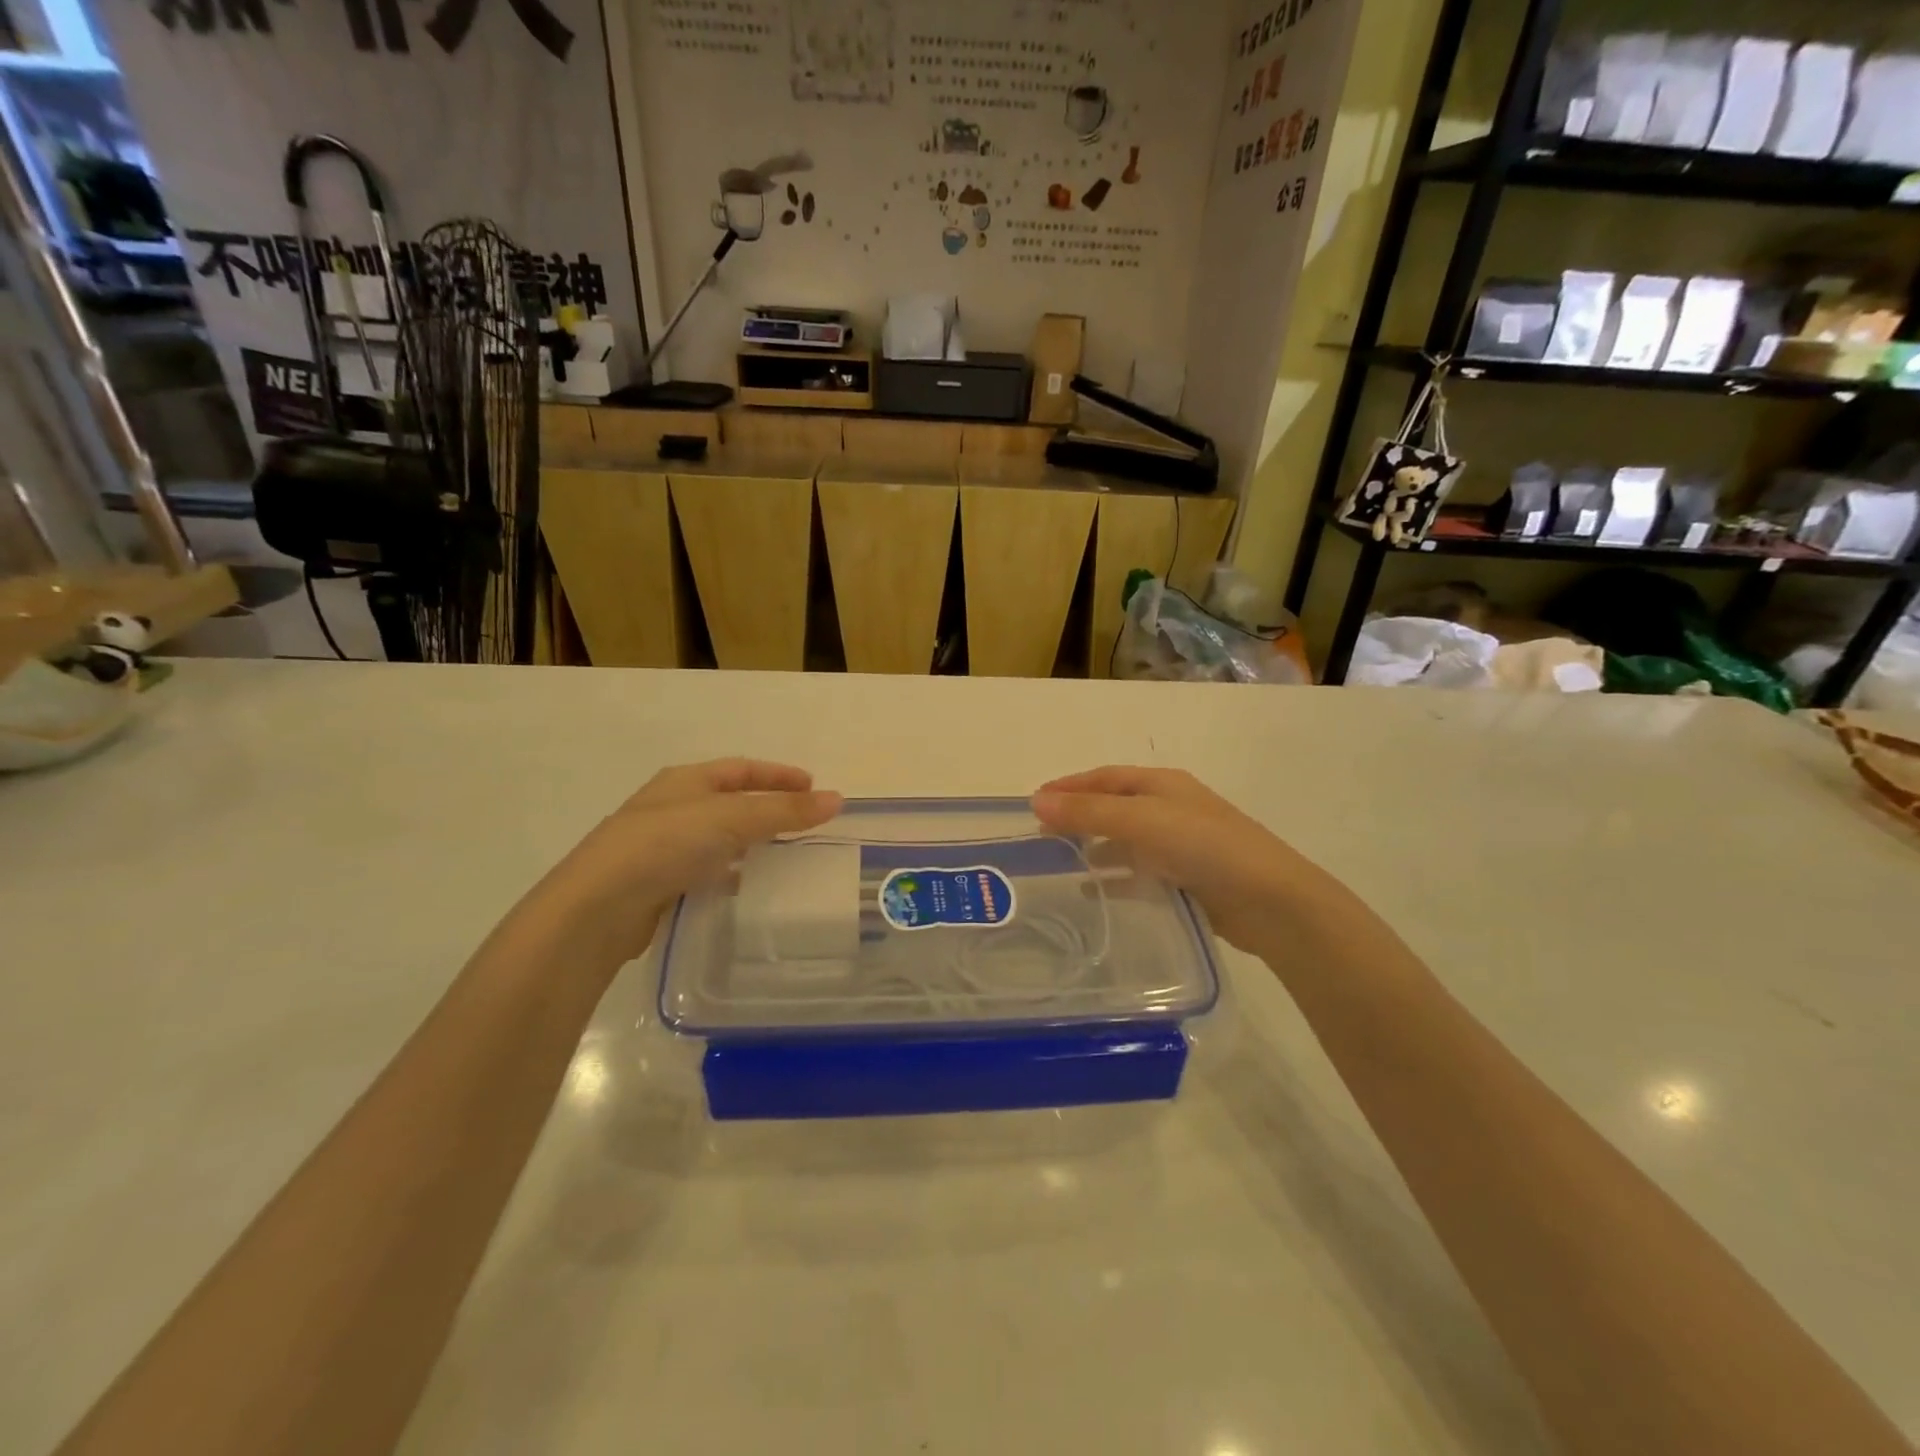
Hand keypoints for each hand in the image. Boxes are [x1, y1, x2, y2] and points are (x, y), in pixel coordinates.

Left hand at [527, 759, 841, 969]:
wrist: (596, 908)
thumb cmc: (664, 845)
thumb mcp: (730, 819)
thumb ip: (783, 810)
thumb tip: (836, 798)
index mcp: (685, 782)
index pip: (741, 769)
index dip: (778, 774)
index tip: (814, 786)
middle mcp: (671, 808)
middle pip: (729, 802)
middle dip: (766, 809)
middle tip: (804, 823)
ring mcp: (660, 847)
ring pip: (717, 839)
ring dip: (749, 844)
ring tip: (784, 858)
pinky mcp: (656, 884)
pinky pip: (705, 872)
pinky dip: (730, 875)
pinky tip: (746, 890)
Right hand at [1032, 766, 1337, 952]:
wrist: (1270, 900)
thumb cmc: (1203, 845)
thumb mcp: (1140, 820)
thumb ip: (1088, 812)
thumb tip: (1036, 800)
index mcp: (1162, 784)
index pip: (1105, 778)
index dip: (1069, 786)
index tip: (1033, 801)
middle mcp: (1171, 809)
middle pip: (1114, 808)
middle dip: (1078, 818)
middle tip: (1041, 836)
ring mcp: (1181, 846)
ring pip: (1126, 842)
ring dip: (1094, 849)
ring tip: (1059, 864)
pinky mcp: (1187, 880)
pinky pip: (1140, 873)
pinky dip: (1115, 878)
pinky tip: (1094, 893)